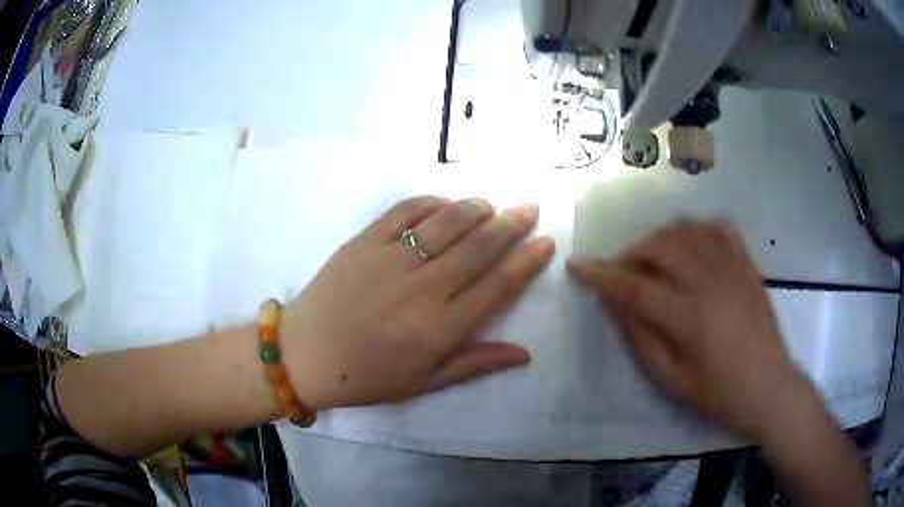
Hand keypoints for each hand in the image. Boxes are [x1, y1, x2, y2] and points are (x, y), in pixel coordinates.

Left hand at [280, 196, 554, 409]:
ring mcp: (389, 260)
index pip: (497, 287)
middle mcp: (420, 289)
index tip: (545, 243)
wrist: (304, 355)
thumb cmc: (366, 376)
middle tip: (529, 208)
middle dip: (510, 225)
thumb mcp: (423, 383)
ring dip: (474, 209)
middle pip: (477, 248)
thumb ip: (475, 364)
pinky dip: (428, 202)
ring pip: (444, 224)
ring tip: (491, 205)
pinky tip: (443, 202)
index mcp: (438, 329)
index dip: (526, 263)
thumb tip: (525, 353)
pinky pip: (402, 212)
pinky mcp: (363, 242)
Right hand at [568, 221, 809, 439]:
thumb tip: (615, 303)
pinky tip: (689, 244)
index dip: (601, 274)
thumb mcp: (673, 378)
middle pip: (658, 246)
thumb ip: (642, 337)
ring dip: (659, 239)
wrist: (770, 387)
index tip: (577, 265)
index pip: (634, 285)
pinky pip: (718, 228)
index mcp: (688, 314)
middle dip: (630, 253)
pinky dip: (697, 229)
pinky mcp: (746, 263)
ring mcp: (731, 266)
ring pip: (685, 230)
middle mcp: (708, 279)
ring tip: (651, 260)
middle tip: (619, 273)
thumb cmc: (719, 393)